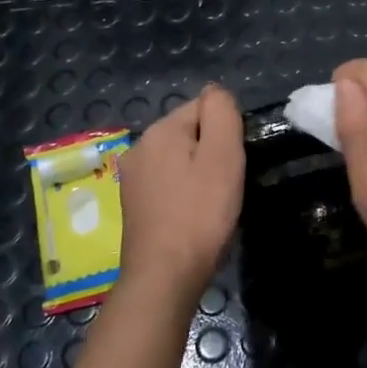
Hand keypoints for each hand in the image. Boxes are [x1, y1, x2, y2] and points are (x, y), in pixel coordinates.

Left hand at [117, 83, 244, 306]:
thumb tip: (216, 91)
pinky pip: (168, 182)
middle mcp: (139, 146)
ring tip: (212, 203)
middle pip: (190, 132)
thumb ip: (222, 115)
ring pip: (179, 159)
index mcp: (160, 130)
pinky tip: (193, 215)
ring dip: (199, 173)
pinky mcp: (133, 203)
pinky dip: (184, 192)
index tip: (234, 163)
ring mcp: (132, 176)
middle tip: (227, 185)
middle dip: (212, 151)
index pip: (204, 107)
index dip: (227, 132)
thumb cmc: (200, 214)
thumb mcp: (223, 157)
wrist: (164, 275)